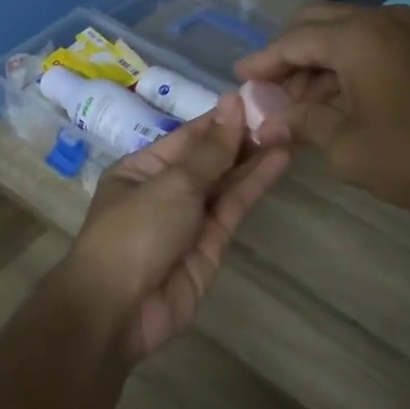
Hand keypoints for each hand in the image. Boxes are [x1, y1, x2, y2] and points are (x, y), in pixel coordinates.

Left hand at [63, 95, 290, 361]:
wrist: (119, 310)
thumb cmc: (134, 232)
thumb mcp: (171, 183)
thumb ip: (210, 150)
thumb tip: (232, 103)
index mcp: (143, 168)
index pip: (189, 136)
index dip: (223, 118)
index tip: (259, 98)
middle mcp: (166, 190)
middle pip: (210, 158)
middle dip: (243, 137)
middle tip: (285, 113)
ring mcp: (189, 219)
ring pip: (226, 183)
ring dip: (255, 158)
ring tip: (290, 131)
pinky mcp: (211, 245)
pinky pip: (234, 208)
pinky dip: (254, 185)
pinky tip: (279, 161)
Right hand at [234, 2, 409, 218]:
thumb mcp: (346, 146)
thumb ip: (302, 124)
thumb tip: (267, 124)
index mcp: (357, 36)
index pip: (293, 40)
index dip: (262, 62)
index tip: (237, 79)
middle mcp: (382, 21)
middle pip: (318, 26)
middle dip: (288, 56)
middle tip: (268, 92)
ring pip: (346, 36)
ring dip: (318, 64)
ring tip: (297, 105)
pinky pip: (372, 49)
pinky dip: (346, 69)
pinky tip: (335, 103)